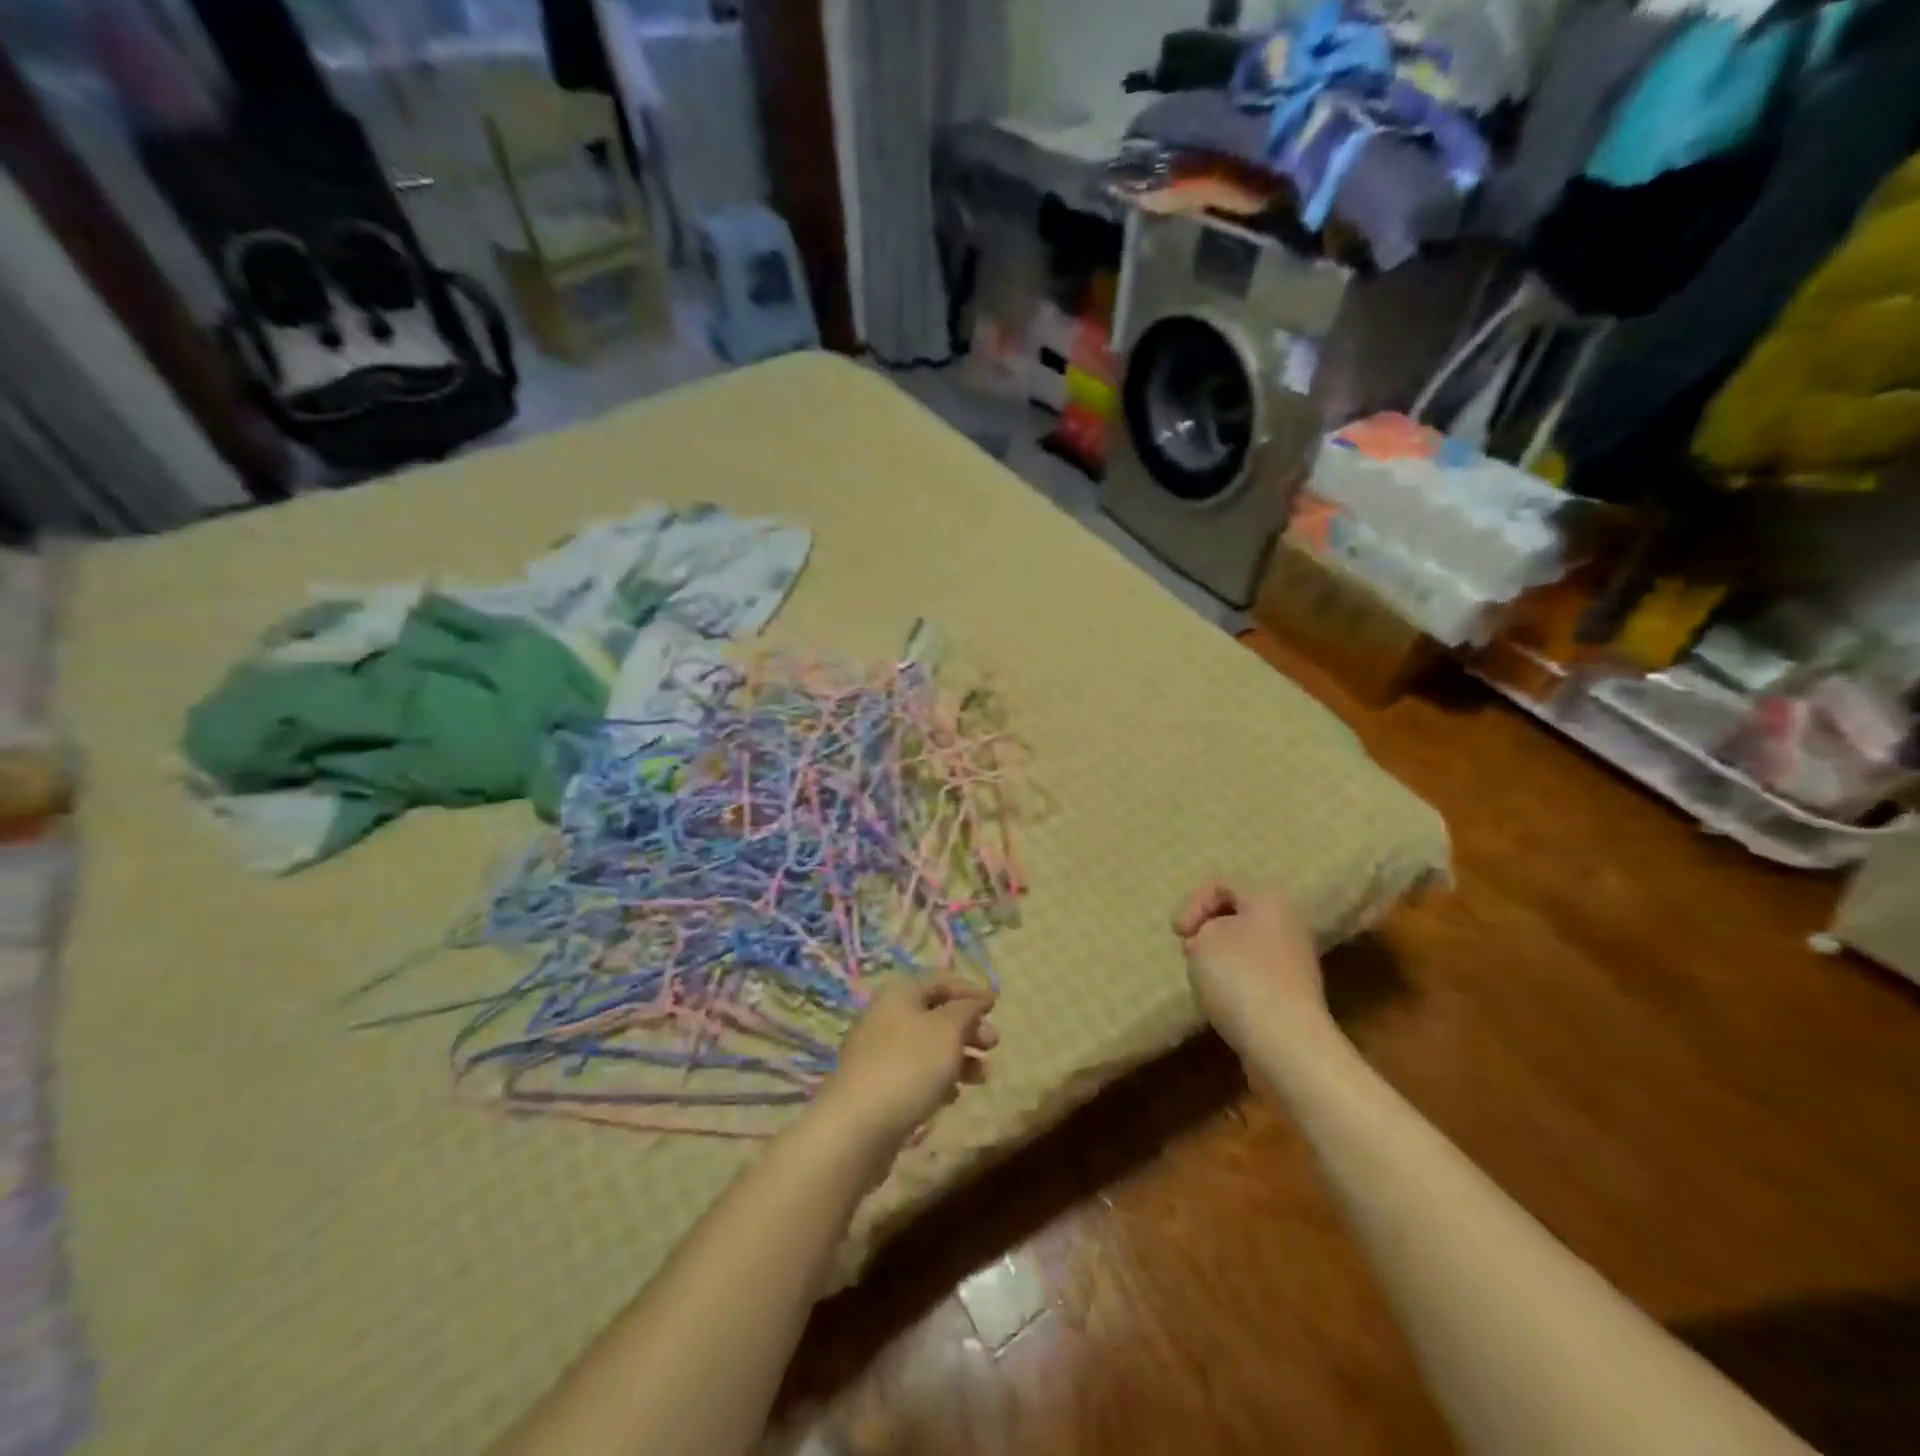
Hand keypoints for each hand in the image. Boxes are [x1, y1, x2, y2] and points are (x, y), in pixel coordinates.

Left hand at [814, 976, 997, 1151]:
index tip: (996, 1006)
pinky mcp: (876, 1086)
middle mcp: (886, 1016)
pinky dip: (938, 1079)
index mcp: (900, 993)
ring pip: (927, 1046)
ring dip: (958, 1057)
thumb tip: (975, 1001)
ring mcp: (878, 1052)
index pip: (941, 981)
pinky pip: (914, 1073)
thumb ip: (966, 1011)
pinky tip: (952, 1097)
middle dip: (968, 1028)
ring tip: (982, 1077)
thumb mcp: (947, 1030)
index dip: (970, 991)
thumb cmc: (909, 1066)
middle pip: (935, 1014)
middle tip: (993, 1045)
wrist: (857, 1125)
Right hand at [1174, 881, 1328, 1054]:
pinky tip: (1222, 1003)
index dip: (1192, 905)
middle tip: (1189, 953)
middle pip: (1234, 918)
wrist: (1284, 1043)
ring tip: (1203, 981)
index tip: (1178, 935)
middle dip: (1205, 933)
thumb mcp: (1205, 937)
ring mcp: (1293, 964)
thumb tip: (1214, 942)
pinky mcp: (1291, 996)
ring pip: (1242, 949)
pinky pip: (1252, 978)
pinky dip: (1232, 986)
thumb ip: (1202, 928)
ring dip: (1216, 961)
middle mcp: (1289, 926)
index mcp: (1271, 901)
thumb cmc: (1240, 977)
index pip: (1221, 887)